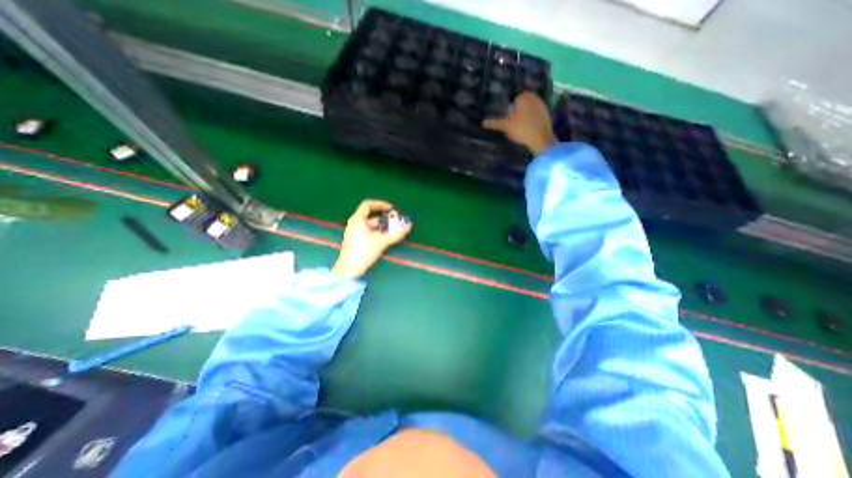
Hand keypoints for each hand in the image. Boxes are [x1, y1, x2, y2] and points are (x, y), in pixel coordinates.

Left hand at [332, 198, 411, 279]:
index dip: (380, 204)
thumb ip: (395, 234)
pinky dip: (379, 232)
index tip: (391, 209)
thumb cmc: (363, 252)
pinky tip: (387, 238)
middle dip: (386, 218)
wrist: (349, 270)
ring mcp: (355, 232)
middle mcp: (355, 224)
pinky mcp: (357, 240)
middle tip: (397, 222)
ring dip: (383, 226)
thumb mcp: (381, 242)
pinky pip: (370, 232)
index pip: (368, 205)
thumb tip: (408, 226)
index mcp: (358, 220)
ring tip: (395, 230)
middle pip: (372, 216)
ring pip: (372, 225)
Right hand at [486, 92, 559, 154]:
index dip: (510, 106)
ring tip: (519, 124)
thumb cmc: (522, 130)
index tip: (507, 115)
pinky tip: (528, 127)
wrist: (541, 140)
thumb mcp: (506, 127)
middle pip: (523, 101)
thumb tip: (483, 123)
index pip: (515, 97)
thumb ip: (495, 123)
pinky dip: (532, 118)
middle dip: (518, 108)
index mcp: (524, 97)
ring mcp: (542, 105)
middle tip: (512, 119)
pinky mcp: (547, 114)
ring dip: (525, 113)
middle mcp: (534, 97)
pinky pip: (536, 113)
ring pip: (530, 107)